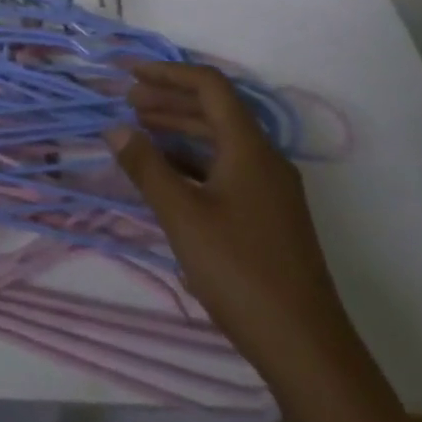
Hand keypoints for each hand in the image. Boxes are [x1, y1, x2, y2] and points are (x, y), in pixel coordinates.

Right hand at [107, 61, 362, 382]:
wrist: (306, 348)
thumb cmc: (240, 271)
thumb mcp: (182, 216)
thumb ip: (146, 167)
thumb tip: (115, 129)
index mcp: (250, 148)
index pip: (210, 86)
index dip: (168, 73)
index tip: (130, 74)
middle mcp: (265, 160)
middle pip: (216, 111)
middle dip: (170, 100)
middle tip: (128, 102)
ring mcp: (271, 190)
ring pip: (221, 142)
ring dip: (181, 130)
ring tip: (140, 132)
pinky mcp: (269, 216)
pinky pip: (227, 168)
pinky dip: (194, 161)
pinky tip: (168, 175)